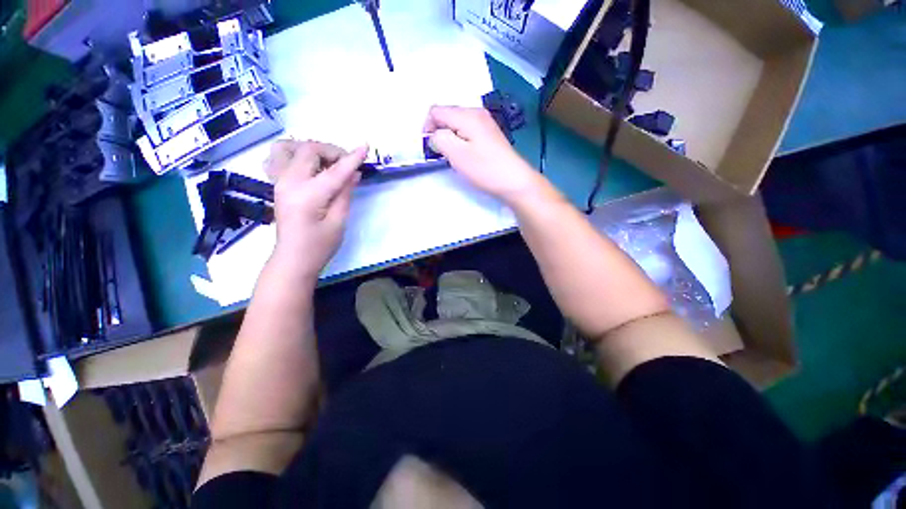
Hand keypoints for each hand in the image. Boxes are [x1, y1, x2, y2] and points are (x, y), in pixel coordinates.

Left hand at [263, 140, 367, 282]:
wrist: (293, 259)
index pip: (334, 171)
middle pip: (309, 150)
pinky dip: (294, 153)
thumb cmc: (320, 246)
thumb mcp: (339, 221)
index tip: (365, 147)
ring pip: (289, 147)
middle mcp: (289, 182)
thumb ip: (345, 193)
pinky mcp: (277, 184)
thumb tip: (354, 173)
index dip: (352, 158)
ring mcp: (278, 181)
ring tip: (327, 162)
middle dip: (332, 151)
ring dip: (311, 149)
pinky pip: (278, 157)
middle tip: (348, 163)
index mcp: (307, 195)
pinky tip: (307, 165)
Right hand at [425, 106, 542, 204]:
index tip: (430, 149)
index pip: (436, 111)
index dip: (427, 128)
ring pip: (456, 125)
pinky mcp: (489, 135)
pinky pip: (467, 132)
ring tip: (455, 157)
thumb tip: (434, 136)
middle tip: (443, 155)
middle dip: (439, 133)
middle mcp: (476, 113)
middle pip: (447, 116)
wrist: (514, 181)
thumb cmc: (485, 169)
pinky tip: (466, 156)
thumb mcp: (457, 154)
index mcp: (467, 115)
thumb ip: (440, 139)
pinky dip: (460, 141)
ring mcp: (485, 123)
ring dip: (450, 139)